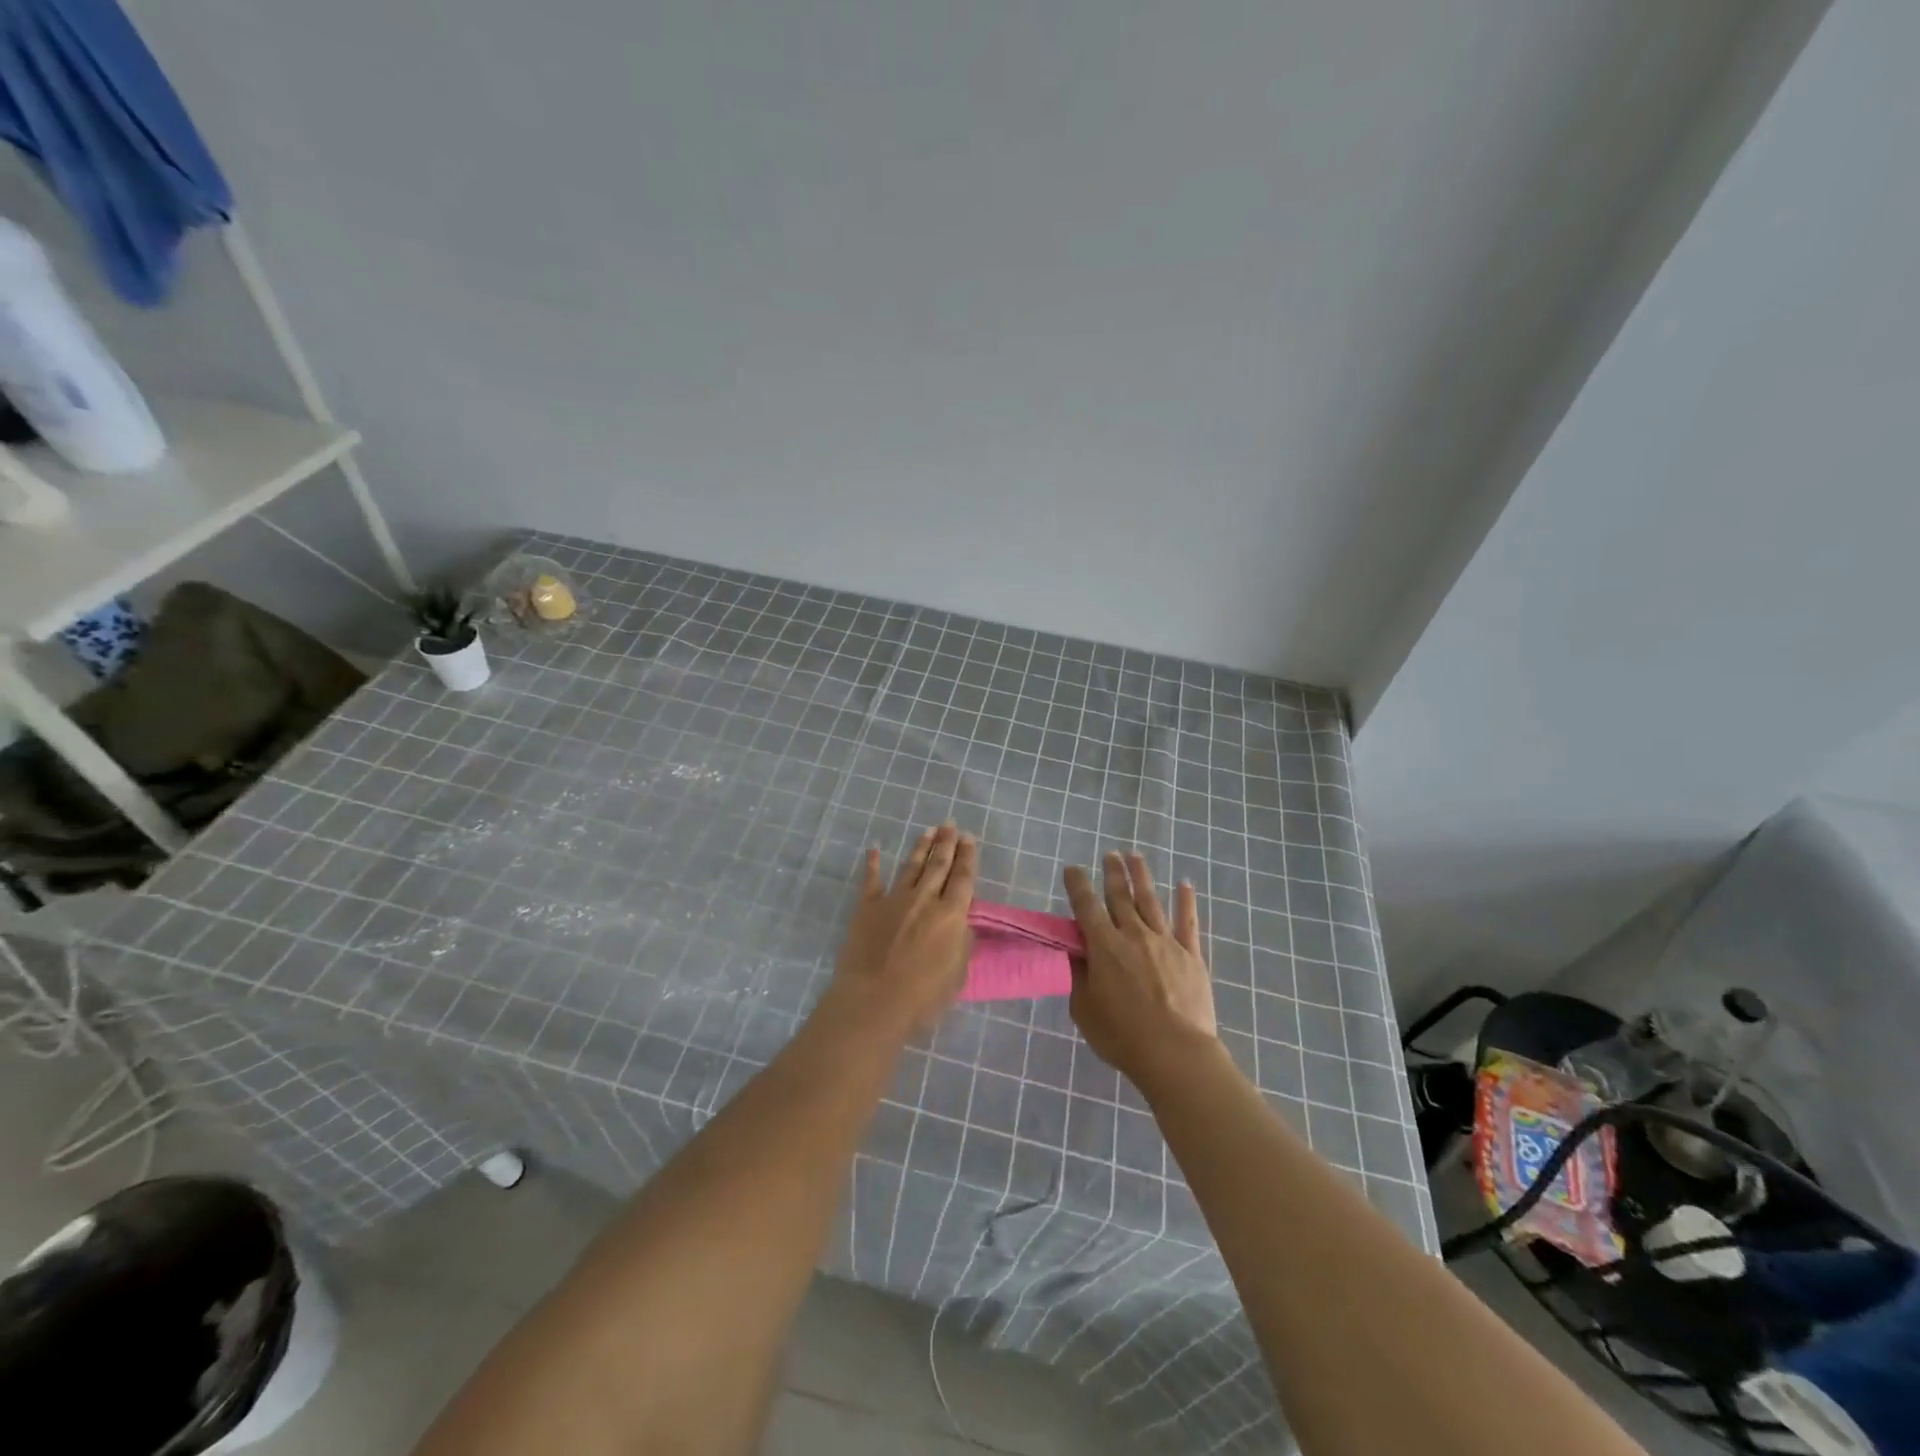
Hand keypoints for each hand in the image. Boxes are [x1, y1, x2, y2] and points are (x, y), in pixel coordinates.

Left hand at [825, 823, 975, 1035]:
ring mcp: (893, 900)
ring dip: (920, 848)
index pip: (963, 878)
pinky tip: (875, 850)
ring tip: (928, 831)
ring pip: (911, 867)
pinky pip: (871, 881)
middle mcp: (924, 899)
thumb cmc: (923, 997)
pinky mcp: (866, 908)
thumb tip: (960, 923)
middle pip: (938, 865)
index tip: (968, 838)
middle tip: (950, 824)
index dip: (967, 857)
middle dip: (946, 843)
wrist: (873, 1001)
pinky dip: (873, 864)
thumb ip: (961, 943)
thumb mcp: (957, 974)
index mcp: (951, 915)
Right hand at [1063, 851, 1218, 1093]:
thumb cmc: (1122, 1036)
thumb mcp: (1084, 1009)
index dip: (1077, 885)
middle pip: (1120, 896)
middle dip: (1113, 873)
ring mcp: (1165, 942)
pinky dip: (1186, 902)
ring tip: (1135, 856)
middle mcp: (1134, 935)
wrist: (1175, 1053)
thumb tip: (1076, 953)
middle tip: (1109, 854)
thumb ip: (1079, 976)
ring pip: (1151, 900)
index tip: (1071, 869)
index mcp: (1104, 947)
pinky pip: (1187, 923)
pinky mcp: (1191, 955)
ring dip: (1142, 876)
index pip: (1086, 906)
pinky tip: (1185, 884)